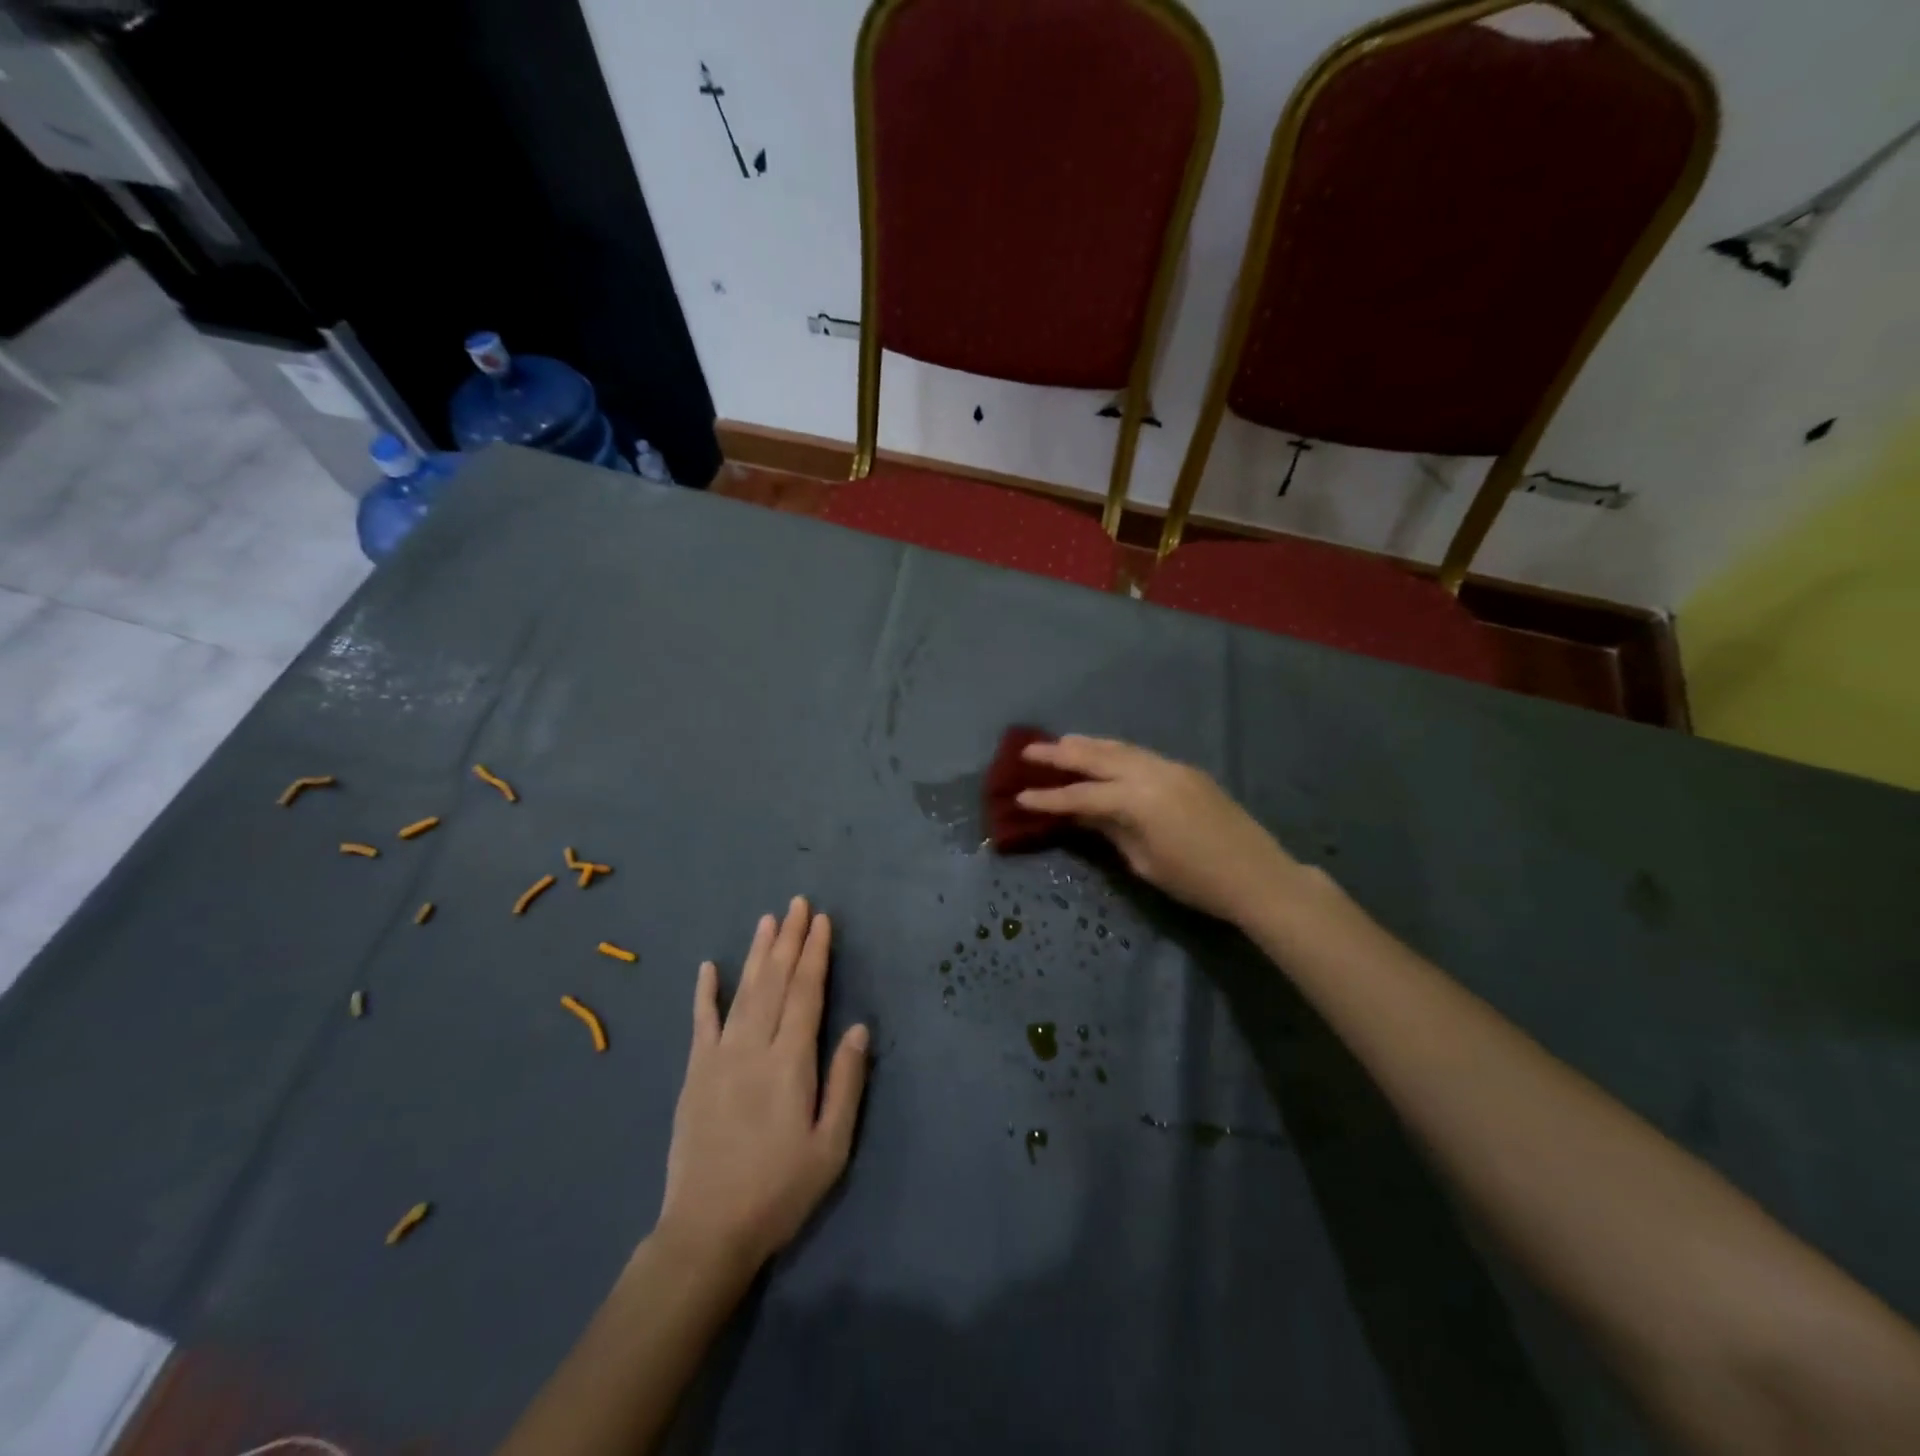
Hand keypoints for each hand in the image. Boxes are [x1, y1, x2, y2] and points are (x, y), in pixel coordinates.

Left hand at [655, 898, 869, 1279]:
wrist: (707, 1232)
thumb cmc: (779, 1190)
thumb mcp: (831, 1146)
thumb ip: (846, 1082)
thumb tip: (858, 1027)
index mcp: (790, 1062)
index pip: (806, 993)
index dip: (815, 954)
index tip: (822, 922)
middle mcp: (753, 1048)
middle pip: (775, 982)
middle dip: (789, 940)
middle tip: (798, 904)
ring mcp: (718, 1058)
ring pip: (743, 992)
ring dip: (757, 953)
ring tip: (768, 920)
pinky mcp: (694, 1074)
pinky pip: (700, 1023)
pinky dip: (705, 993)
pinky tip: (709, 966)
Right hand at [1017, 736, 1300, 924]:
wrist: (1258, 876)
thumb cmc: (1196, 881)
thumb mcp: (1144, 861)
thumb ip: (1110, 830)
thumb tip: (1082, 813)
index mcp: (1137, 800)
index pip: (1081, 795)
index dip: (1048, 797)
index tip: (1019, 795)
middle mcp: (1151, 772)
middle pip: (1097, 757)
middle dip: (1061, 754)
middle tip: (1029, 751)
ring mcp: (1171, 767)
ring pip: (1120, 748)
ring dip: (1088, 745)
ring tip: (1061, 742)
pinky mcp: (1186, 771)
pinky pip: (1140, 754)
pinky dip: (1115, 751)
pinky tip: (1104, 754)